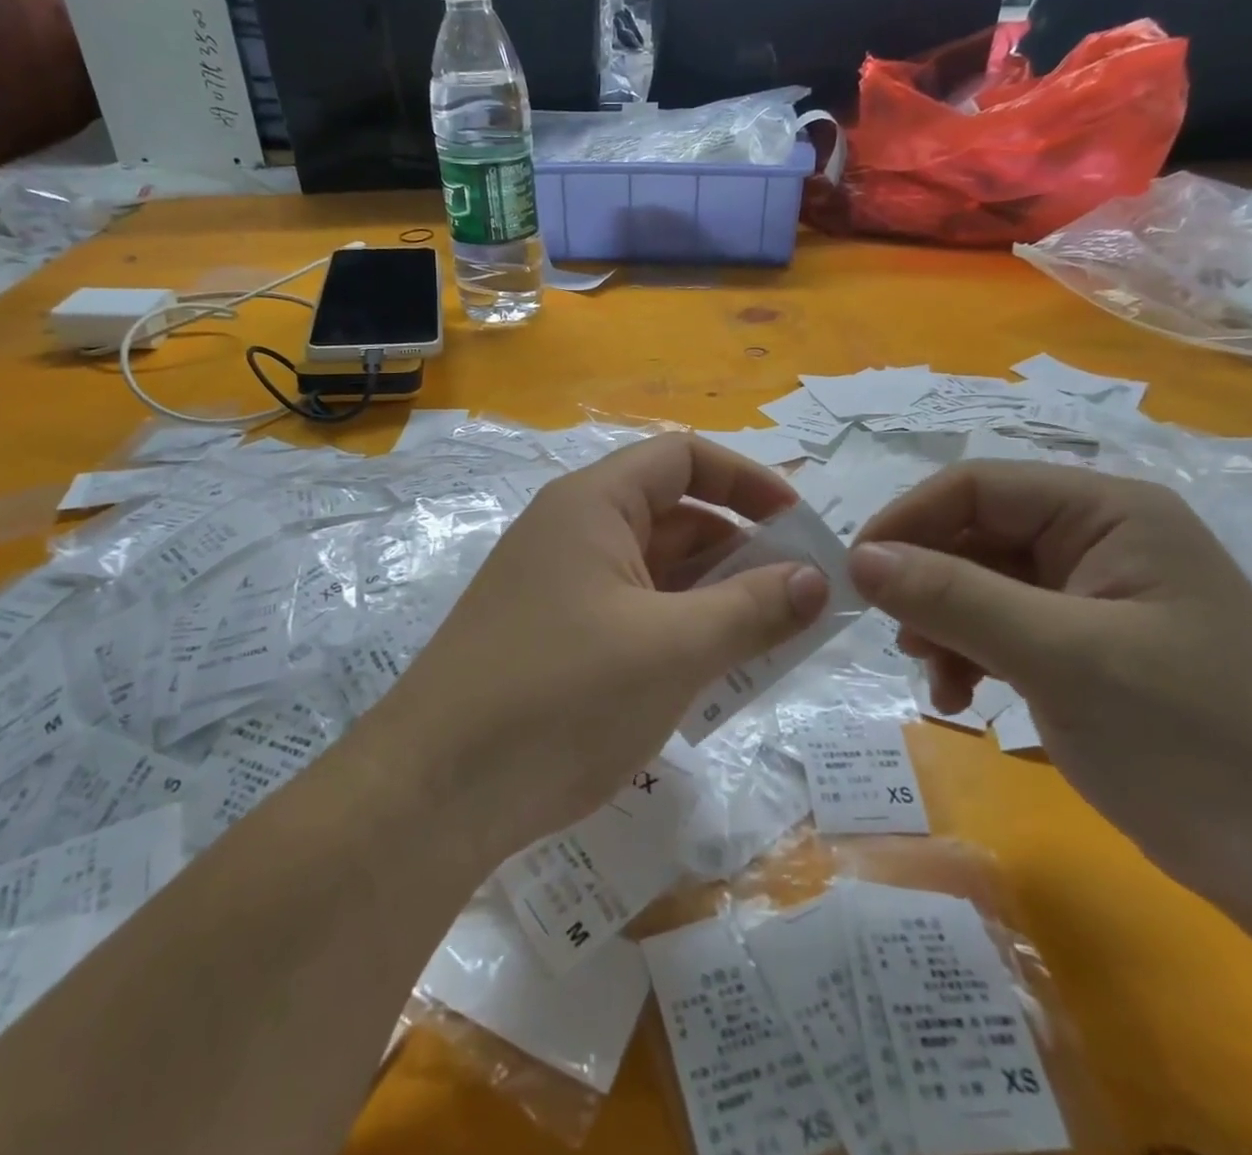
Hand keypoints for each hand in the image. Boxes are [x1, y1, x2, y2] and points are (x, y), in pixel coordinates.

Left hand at [388, 435, 829, 864]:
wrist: (434, 792)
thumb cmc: (561, 696)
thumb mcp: (673, 649)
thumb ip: (752, 609)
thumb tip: (817, 579)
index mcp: (593, 504)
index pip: (683, 458)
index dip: (747, 480)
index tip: (800, 525)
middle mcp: (572, 532)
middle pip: (673, 516)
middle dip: (741, 550)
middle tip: (801, 598)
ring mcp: (559, 587)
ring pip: (656, 573)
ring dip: (714, 598)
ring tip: (771, 641)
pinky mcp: (553, 639)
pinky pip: (633, 616)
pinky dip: (678, 633)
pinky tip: (713, 676)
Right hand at [848, 461, 1251, 898]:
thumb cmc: (1196, 740)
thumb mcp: (1060, 657)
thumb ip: (952, 597)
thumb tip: (858, 558)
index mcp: (1107, 512)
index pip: (976, 486)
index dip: (907, 521)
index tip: (855, 574)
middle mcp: (1098, 539)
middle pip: (975, 534)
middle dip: (926, 583)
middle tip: (897, 638)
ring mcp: (1093, 596)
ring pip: (980, 584)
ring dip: (943, 624)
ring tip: (934, 677)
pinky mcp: (1087, 648)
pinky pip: (1001, 628)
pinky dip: (970, 656)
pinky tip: (962, 699)